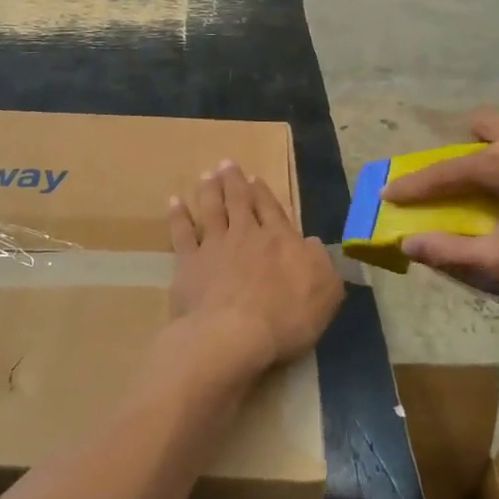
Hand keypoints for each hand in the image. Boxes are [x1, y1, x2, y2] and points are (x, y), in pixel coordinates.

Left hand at [167, 161, 343, 379]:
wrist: (232, 334)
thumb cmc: (285, 317)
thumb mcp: (324, 293)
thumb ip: (321, 264)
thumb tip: (313, 244)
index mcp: (279, 239)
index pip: (271, 209)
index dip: (263, 192)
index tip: (254, 177)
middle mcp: (245, 234)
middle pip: (238, 201)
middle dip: (233, 181)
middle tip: (226, 163)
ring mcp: (214, 246)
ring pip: (211, 209)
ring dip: (209, 190)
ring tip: (206, 175)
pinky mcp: (188, 263)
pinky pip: (181, 232)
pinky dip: (178, 216)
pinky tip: (174, 202)